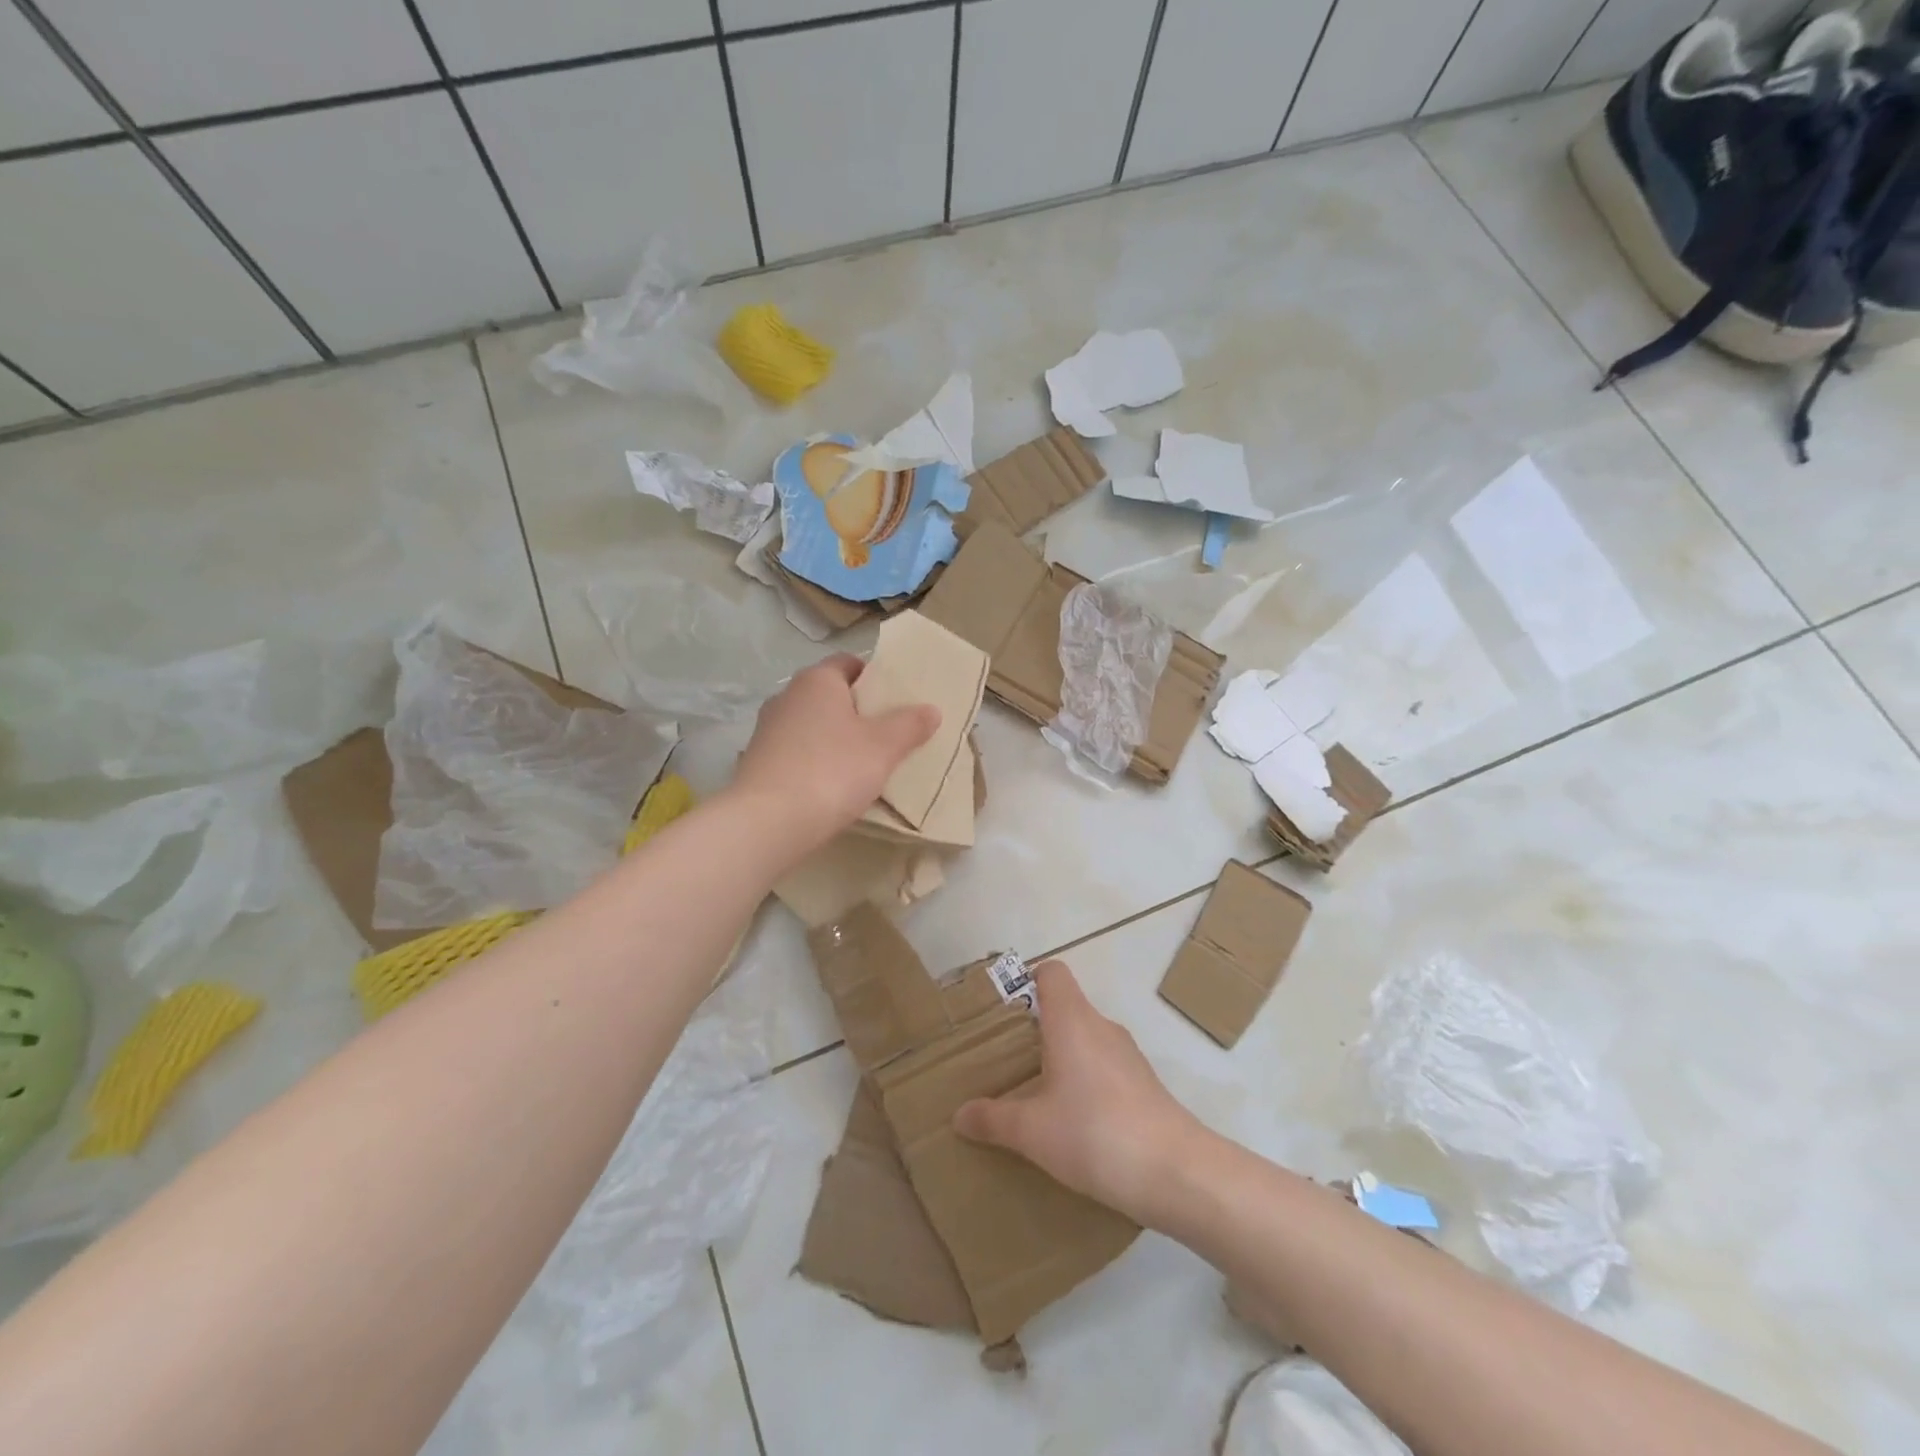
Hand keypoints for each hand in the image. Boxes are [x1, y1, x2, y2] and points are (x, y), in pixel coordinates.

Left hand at [728, 654, 938, 853]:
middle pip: (829, 695)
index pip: (848, 663)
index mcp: (817, 680)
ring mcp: (767, 730)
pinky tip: (832, 787)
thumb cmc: (832, 770)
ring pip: (811, 726)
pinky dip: (815, 763)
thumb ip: (909, 725)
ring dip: (834, 739)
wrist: (768, 822)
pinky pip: (796, 753)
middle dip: (856, 711)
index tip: (896, 700)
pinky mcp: (757, 762)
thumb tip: (931, 709)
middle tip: (887, 733)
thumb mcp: (883, 747)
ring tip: (863, 764)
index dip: (874, 677)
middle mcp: (787, 697)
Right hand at [954, 962, 1203, 1224]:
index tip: (1004, 1010)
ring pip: (1085, 1038)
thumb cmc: (1094, 1133)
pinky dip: (1084, 1080)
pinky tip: (1073, 1121)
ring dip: (1061, 1056)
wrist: (1176, 1171)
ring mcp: (1127, 1054)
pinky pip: (1104, 1066)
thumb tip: (959, 1115)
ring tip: (1035, 1092)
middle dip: (1035, 1028)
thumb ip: (993, 1119)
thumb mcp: (1032, 1132)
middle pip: (1065, 1006)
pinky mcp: (1143, 1083)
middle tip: (1006, 1059)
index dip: (1027, 980)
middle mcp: (1101, 1026)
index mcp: (1071, 1020)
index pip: (1051, 973)